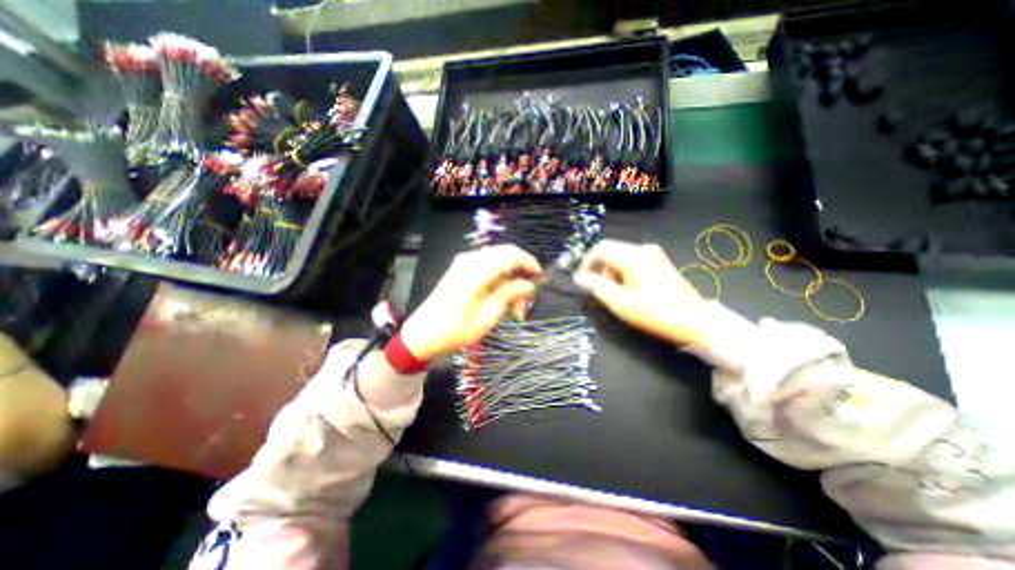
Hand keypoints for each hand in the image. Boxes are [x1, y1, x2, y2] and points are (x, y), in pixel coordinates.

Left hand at [400, 246, 542, 359]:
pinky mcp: (461, 269)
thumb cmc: (456, 329)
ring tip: (514, 308)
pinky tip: (502, 299)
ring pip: (498, 262)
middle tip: (526, 299)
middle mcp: (471, 259)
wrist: (423, 334)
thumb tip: (529, 283)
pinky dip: (499, 280)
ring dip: (510, 280)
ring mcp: (464, 262)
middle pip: (506, 255)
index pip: (512, 255)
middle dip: (521, 274)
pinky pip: (488, 267)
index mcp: (478, 269)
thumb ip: (511, 294)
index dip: (530, 264)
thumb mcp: (489, 315)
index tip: (541, 279)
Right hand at [575, 239, 707, 345]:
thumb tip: (579, 277)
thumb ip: (596, 287)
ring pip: (620, 255)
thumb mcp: (620, 303)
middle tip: (596, 288)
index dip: (585, 262)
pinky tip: (626, 288)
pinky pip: (631, 260)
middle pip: (610, 250)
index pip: (600, 248)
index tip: (580, 278)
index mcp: (633, 256)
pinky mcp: (658, 261)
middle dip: (598, 267)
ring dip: (610, 270)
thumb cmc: (654, 313)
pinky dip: (622, 271)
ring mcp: (653, 254)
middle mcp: (643, 249)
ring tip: (612, 291)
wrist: (695, 321)